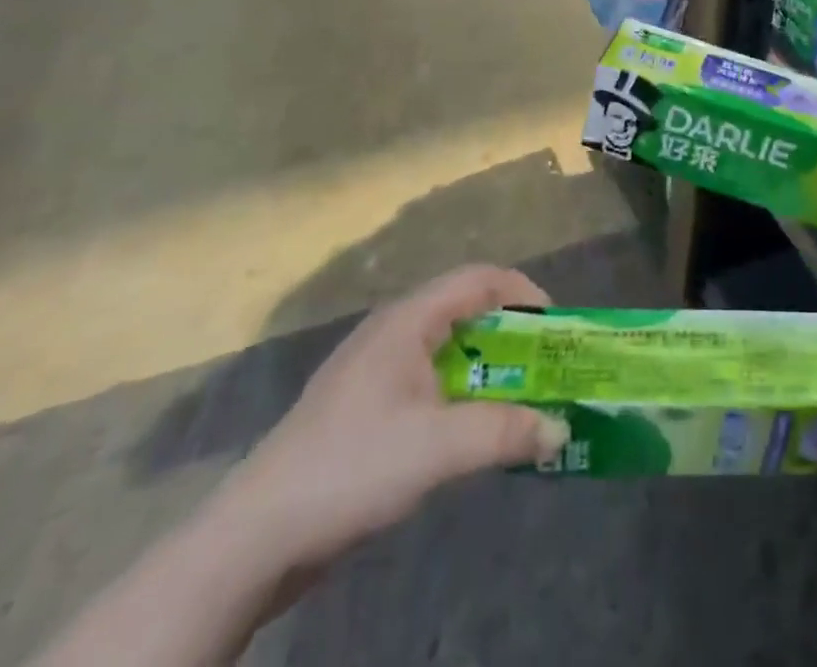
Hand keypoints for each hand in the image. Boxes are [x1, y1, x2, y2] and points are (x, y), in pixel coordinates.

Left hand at [212, 265, 569, 574]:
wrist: (254, 537)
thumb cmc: (351, 467)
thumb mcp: (438, 448)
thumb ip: (506, 432)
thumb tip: (561, 429)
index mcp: (407, 320)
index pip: (478, 278)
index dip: (523, 292)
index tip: (555, 326)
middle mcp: (392, 332)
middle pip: (465, 311)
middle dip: (511, 335)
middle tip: (546, 367)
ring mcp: (374, 370)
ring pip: (446, 350)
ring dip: (488, 369)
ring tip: (520, 400)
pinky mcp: (362, 408)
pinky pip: (427, 382)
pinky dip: (460, 394)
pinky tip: (469, 432)